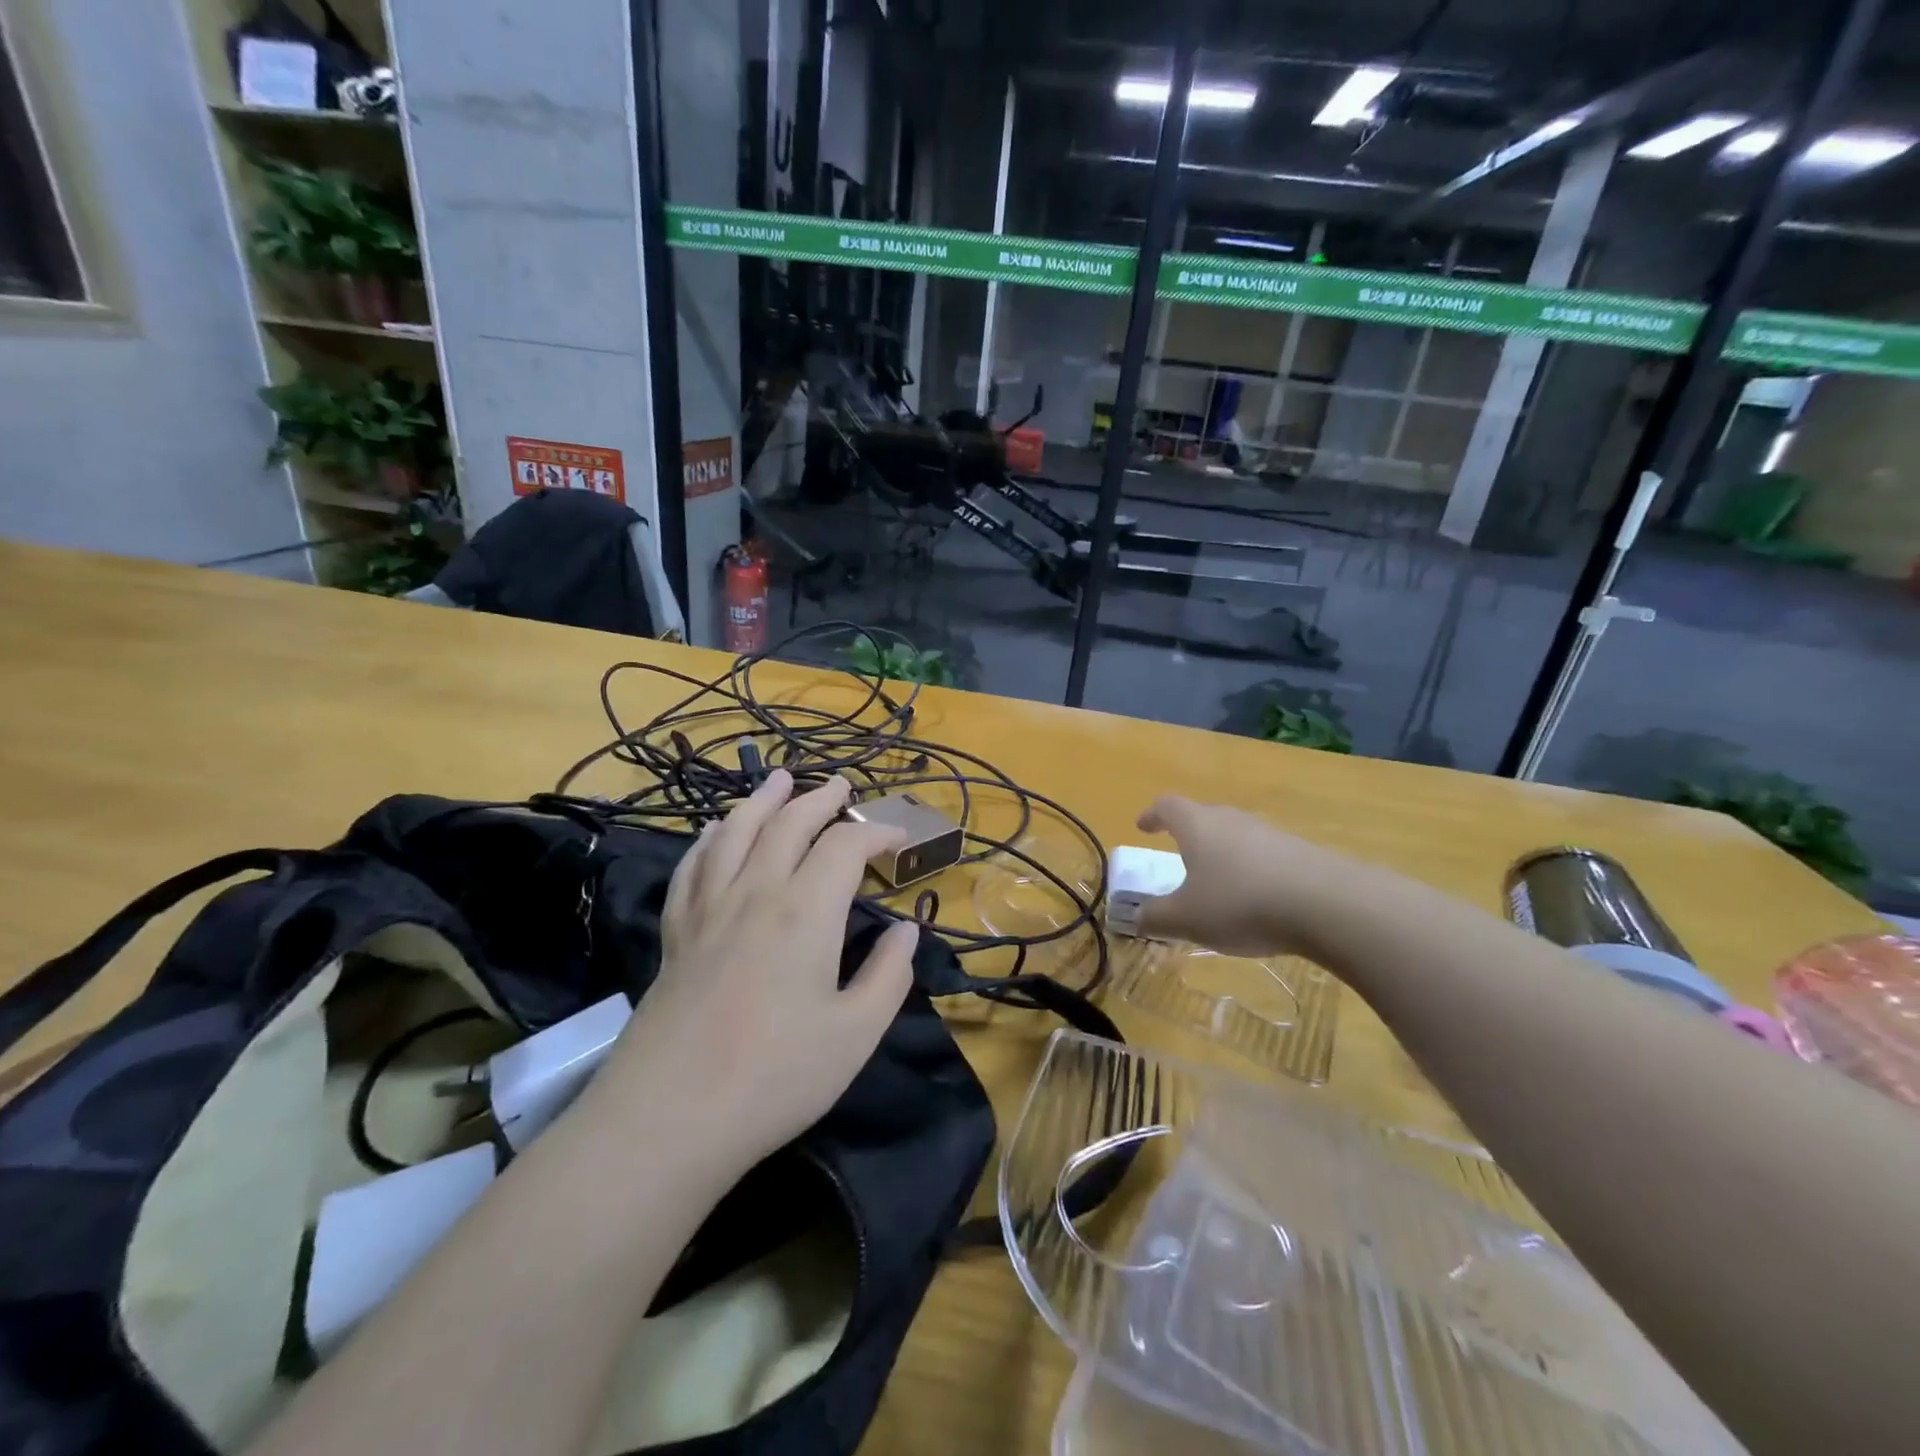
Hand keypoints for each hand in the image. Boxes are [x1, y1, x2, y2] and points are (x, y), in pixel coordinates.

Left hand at [605, 770, 916, 1167]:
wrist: (669, 1118)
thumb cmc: (775, 1077)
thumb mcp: (856, 1034)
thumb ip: (889, 975)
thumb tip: (907, 931)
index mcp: (805, 910)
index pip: (844, 845)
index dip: (875, 832)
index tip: (897, 838)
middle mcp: (755, 891)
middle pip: (788, 823)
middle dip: (821, 800)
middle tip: (843, 786)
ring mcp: (708, 908)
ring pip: (736, 831)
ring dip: (763, 800)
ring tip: (780, 779)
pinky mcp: (676, 932)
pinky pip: (693, 865)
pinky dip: (710, 838)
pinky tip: (715, 829)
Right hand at [1134, 796, 1351, 956]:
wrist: (1327, 904)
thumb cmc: (1240, 903)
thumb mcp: (1186, 919)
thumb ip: (1156, 918)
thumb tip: (1136, 917)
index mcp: (1197, 826)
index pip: (1168, 807)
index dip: (1153, 815)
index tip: (1142, 826)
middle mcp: (1232, 820)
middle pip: (1204, 817)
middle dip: (1189, 834)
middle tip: (1180, 854)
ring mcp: (1270, 834)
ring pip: (1237, 836)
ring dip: (1223, 854)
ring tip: (1218, 882)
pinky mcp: (1301, 853)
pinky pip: (1265, 856)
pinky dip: (1253, 871)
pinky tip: (1258, 899)